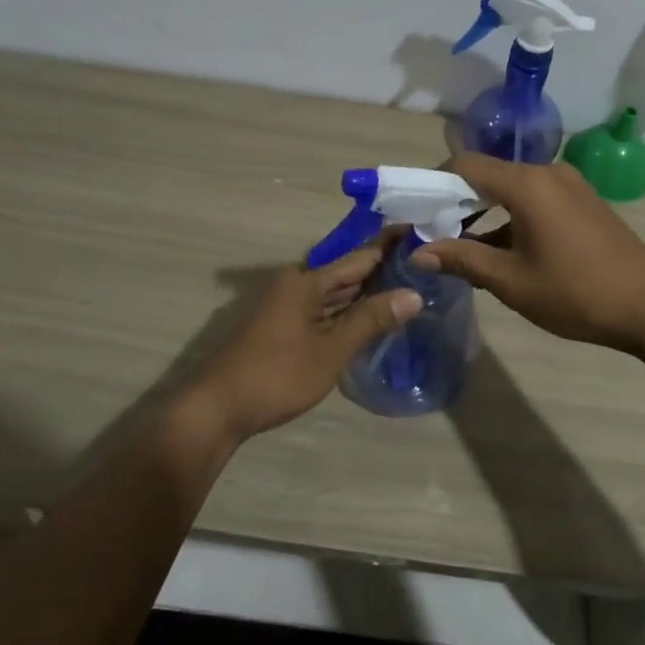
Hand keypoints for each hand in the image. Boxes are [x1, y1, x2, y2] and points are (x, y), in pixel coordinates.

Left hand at [179, 245, 422, 441]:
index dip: (391, 246)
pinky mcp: (283, 328)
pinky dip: (348, 313)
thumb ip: (371, 319)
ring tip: (409, 290)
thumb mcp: (331, 349)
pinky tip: (372, 321)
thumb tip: (414, 294)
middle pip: (348, 274)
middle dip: (383, 272)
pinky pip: (324, 311)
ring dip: (367, 295)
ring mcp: (288, 307)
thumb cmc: (278, 374)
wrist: (218, 408)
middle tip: (425, 269)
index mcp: (307, 281)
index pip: (360, 256)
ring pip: (336, 295)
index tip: (422, 236)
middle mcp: (296, 285)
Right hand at [410, 152, 644, 352]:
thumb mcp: (510, 281)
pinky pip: (536, 199)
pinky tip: (504, 250)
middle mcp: (548, 172)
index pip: (465, 165)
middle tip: (435, 234)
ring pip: (513, 189)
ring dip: (486, 212)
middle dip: (458, 201)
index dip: (435, 183)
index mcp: (527, 184)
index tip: (417, 212)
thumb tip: (417, 252)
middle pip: (489, 174)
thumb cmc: (575, 292)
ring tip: (464, 248)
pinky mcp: (584, 201)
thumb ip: (462, 260)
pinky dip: (512, 216)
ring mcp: (570, 185)